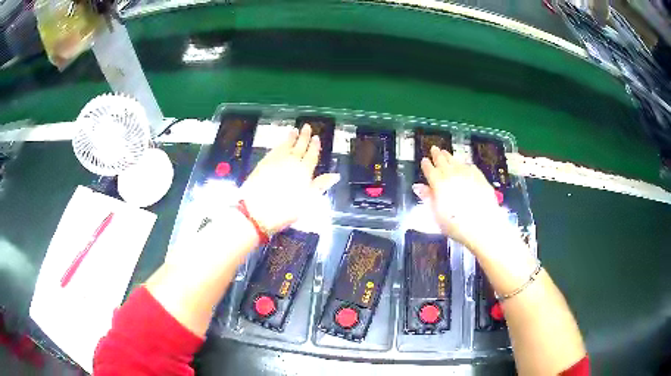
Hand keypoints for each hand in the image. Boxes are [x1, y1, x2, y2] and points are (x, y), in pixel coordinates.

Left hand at [240, 124, 339, 233]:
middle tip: (306, 126)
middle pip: (299, 147)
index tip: (316, 137)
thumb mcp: (307, 201)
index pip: (311, 155)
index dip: (314, 146)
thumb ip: (320, 186)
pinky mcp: (263, 164)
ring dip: (290, 138)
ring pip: (285, 146)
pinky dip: (279, 145)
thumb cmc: (285, 210)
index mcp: (304, 171)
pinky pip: (274, 150)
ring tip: (294, 130)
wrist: (256, 211)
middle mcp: (291, 162)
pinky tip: (280, 144)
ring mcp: (275, 161)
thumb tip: (336, 175)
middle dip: (304, 137)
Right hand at [412, 146, 507, 250]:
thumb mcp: (436, 215)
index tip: (424, 160)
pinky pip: (470, 166)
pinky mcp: (480, 177)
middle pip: (443, 161)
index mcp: (438, 183)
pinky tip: (465, 164)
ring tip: (446, 153)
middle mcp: (452, 174)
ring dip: (450, 156)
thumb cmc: (456, 225)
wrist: (482, 225)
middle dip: (437, 155)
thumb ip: (428, 198)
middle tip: (435, 148)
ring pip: (456, 161)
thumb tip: (418, 187)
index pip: (429, 170)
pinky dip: (465, 164)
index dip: (426, 165)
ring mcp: (467, 174)